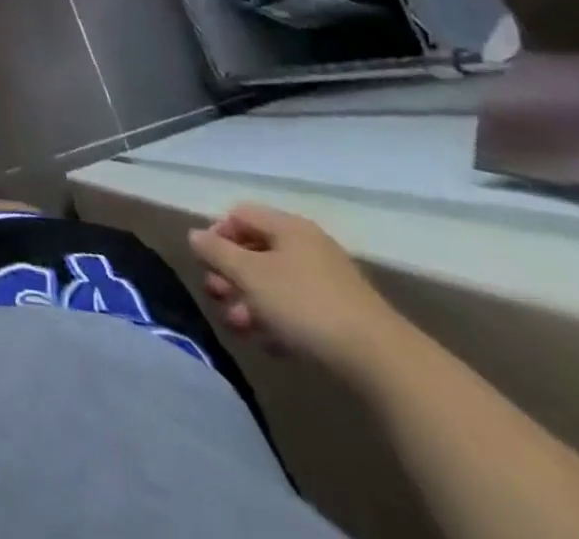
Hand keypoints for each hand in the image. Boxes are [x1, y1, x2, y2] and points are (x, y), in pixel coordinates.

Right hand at [188, 204, 407, 380]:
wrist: (383, 363)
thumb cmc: (305, 306)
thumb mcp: (250, 276)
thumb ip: (217, 252)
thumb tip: (195, 235)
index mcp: (288, 227)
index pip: (240, 215)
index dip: (217, 234)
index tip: (206, 264)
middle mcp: (308, 246)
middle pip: (256, 250)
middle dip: (231, 274)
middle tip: (216, 297)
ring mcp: (328, 282)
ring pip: (275, 283)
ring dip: (250, 302)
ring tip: (238, 328)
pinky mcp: (341, 317)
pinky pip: (297, 309)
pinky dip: (277, 321)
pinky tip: (269, 345)